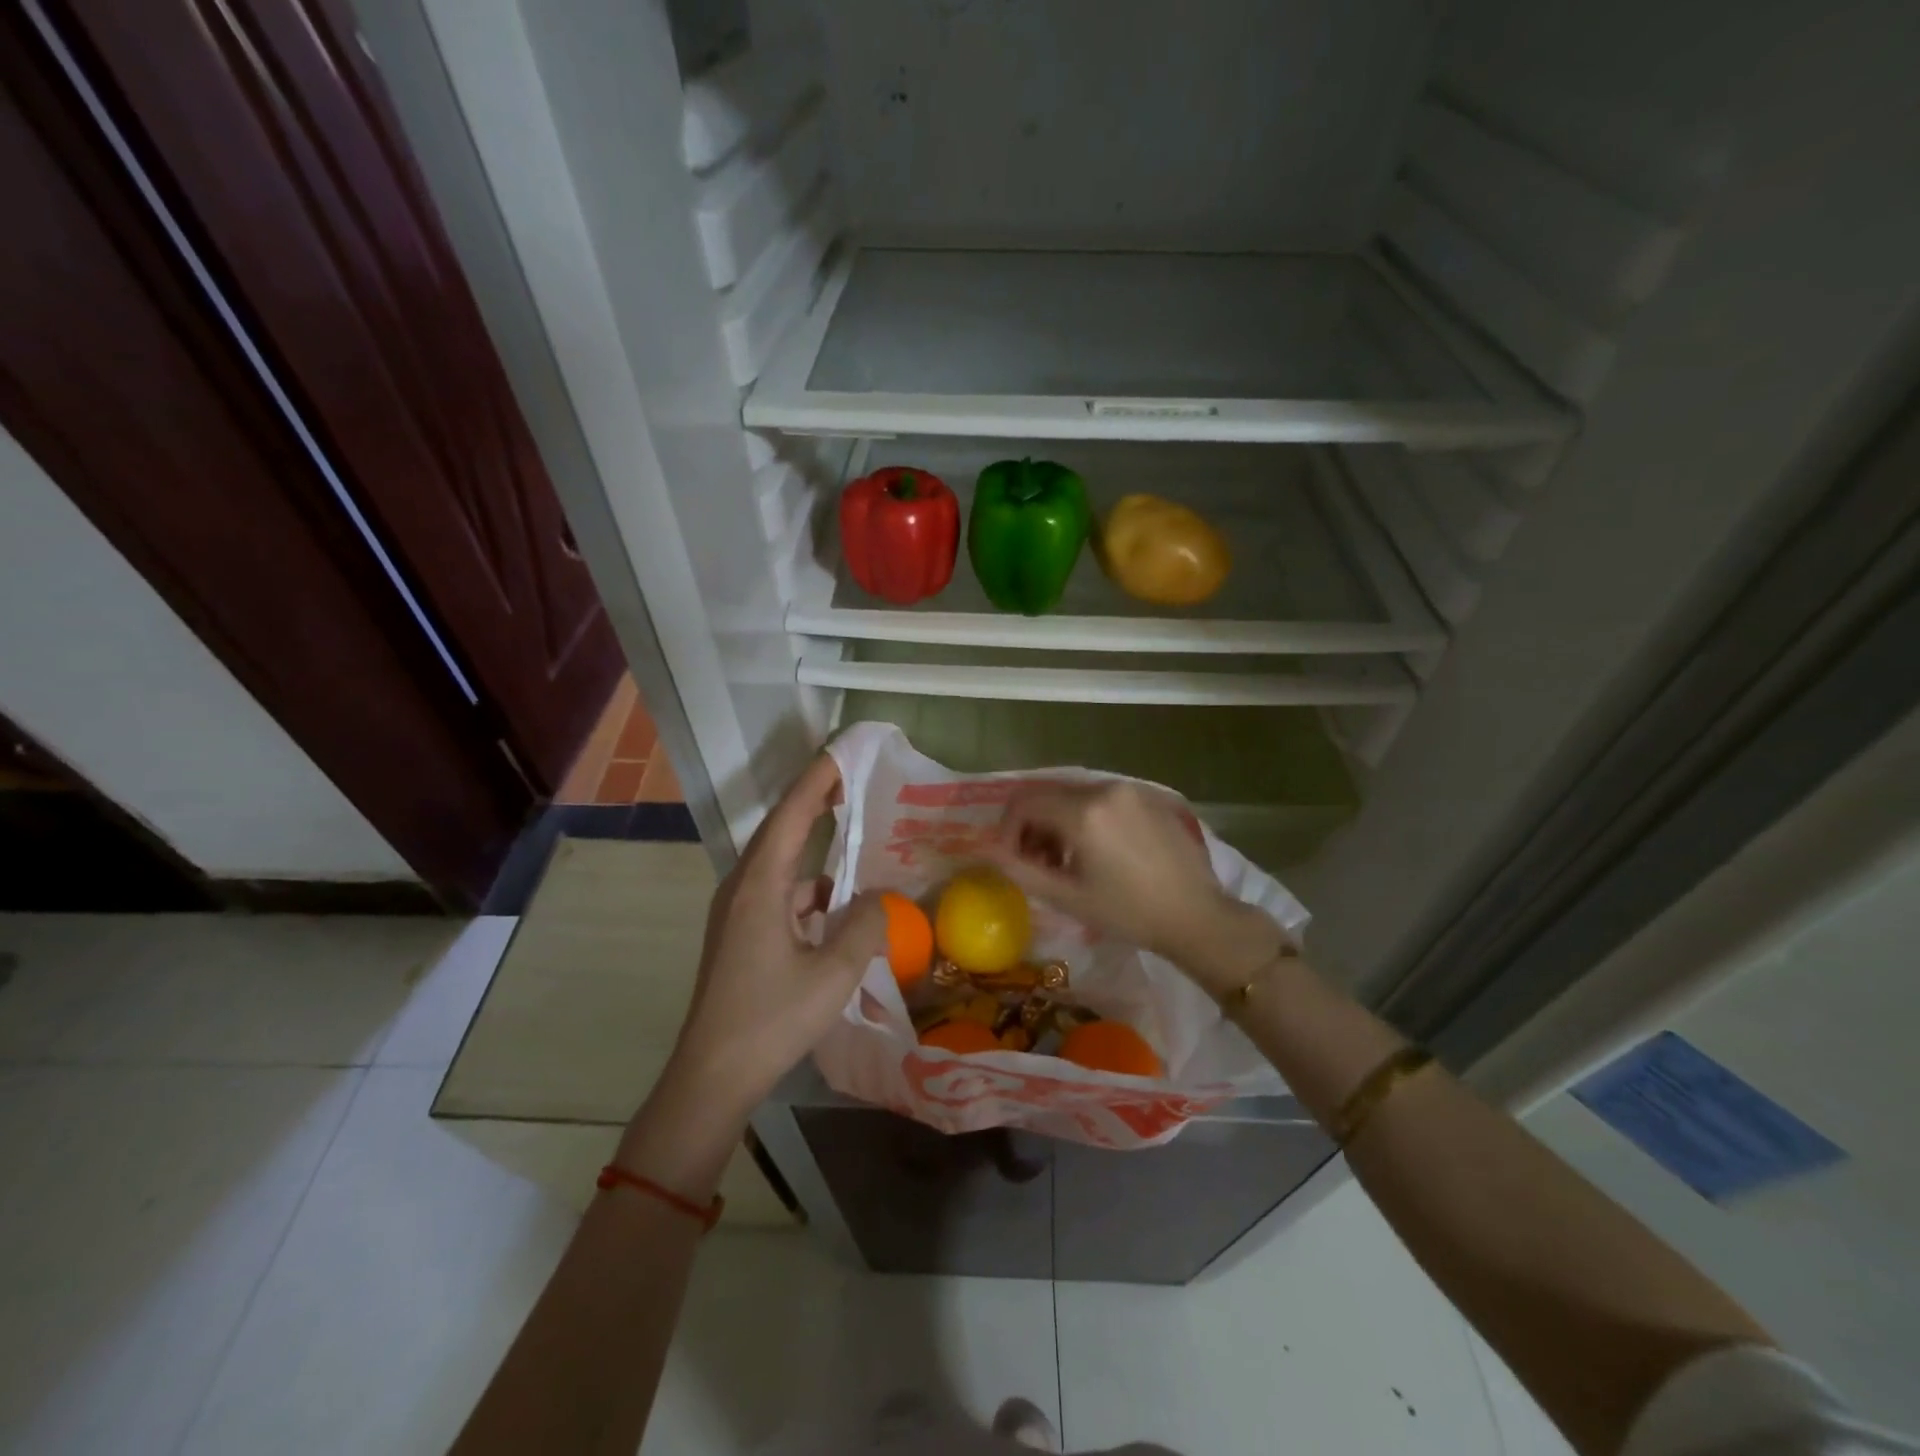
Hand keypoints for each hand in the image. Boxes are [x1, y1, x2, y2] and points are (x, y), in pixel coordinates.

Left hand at [666, 754, 885, 1119]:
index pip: (791, 815)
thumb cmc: (771, 1020)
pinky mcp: (740, 934)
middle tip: (852, 779)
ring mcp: (737, 912)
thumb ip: (866, 926)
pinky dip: (808, 886)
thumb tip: (881, 896)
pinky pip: (778, 892)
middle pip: (781, 830)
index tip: (843, 752)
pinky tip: (837, 901)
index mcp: (759, 886)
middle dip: (815, 801)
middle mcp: (742, 888)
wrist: (712, 1076)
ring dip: (812, 846)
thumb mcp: (834, 974)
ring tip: (853, 834)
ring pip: (780, 863)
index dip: (817, 779)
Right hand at [992, 782, 1283, 994]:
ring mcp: (1131, 789)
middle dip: (1033, 827)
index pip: (1024, 803)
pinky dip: (1088, 818)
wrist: (1198, 917)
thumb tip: (986, 851)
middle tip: (1040, 864)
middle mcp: (1105, 788)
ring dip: (1060, 823)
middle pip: (1048, 795)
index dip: (1008, 830)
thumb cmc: (1129, 913)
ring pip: (1075, 795)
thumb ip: (1020, 870)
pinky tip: (1100, 851)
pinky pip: (1103, 798)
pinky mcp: (1150, 796)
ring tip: (1069, 862)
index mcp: (1083, 812)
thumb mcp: (1068, 897)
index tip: (1014, 860)